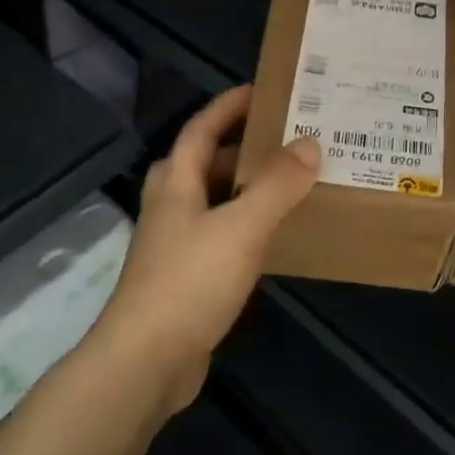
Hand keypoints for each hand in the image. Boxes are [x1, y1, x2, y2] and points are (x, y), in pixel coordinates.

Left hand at [94, 86, 320, 411]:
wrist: (145, 363)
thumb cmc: (190, 282)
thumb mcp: (241, 226)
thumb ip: (276, 185)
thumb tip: (310, 144)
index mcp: (176, 184)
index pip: (200, 130)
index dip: (226, 107)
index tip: (259, 91)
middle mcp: (170, 208)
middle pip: (201, 163)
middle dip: (237, 146)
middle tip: (280, 138)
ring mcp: (174, 246)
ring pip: (210, 200)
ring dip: (242, 186)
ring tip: (284, 181)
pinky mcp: (184, 279)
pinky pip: (218, 235)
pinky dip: (243, 224)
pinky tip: (270, 236)